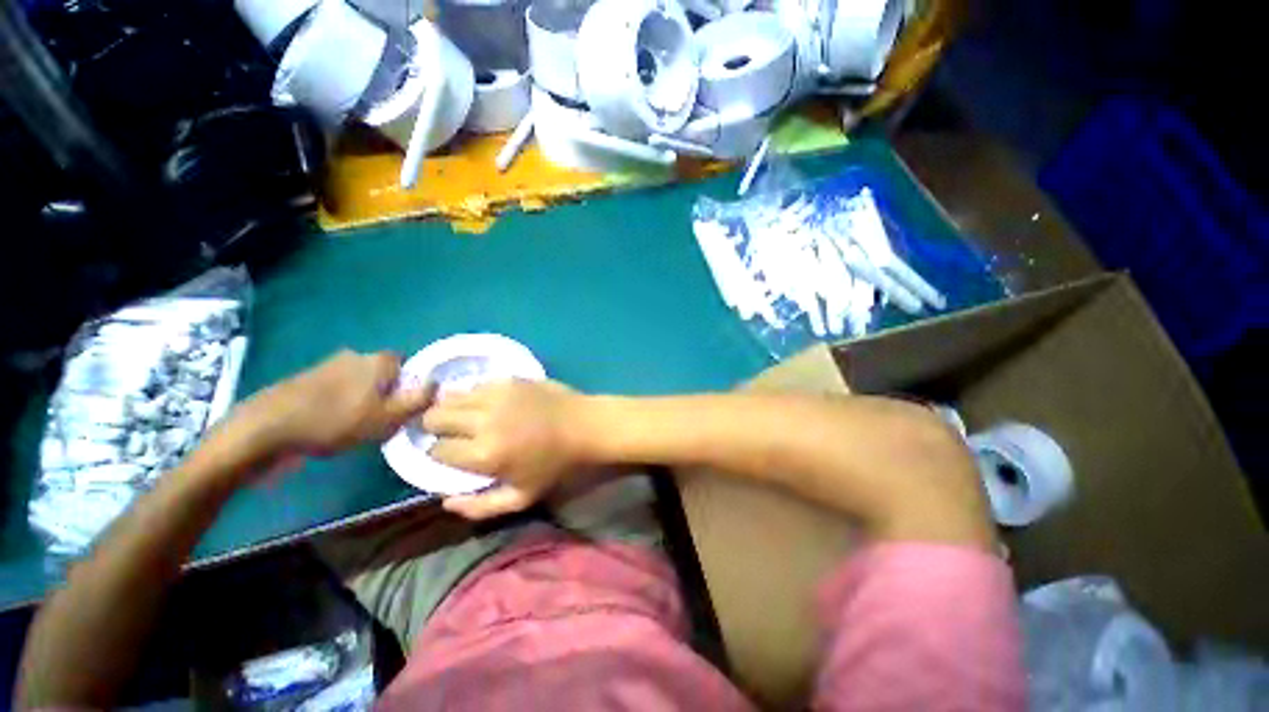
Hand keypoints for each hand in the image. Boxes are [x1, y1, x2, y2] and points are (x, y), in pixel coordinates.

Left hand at [218, 350, 432, 470]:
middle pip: (383, 373)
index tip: (402, 408)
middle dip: (385, 393)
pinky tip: (330, 423)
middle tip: (380, 419)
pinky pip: (336, 388)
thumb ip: (418, 400)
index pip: (408, 366)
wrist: (265, 429)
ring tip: (354, 425)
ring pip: (359, 381)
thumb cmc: (335, 422)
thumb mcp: (388, 418)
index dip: (409, 386)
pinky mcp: (305, 379)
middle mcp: (356, 355)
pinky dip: (338, 402)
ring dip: (361, 399)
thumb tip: (438, 384)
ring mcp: (327, 365)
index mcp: (379, 360)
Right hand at [422, 379, 589, 519]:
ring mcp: (496, 395)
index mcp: (484, 454)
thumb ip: (480, 507)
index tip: (450, 455)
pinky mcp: (508, 379)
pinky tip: (485, 403)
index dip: (439, 455)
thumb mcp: (522, 497)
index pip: (436, 451)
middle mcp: (483, 420)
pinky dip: (473, 394)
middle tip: (452, 434)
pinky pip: (475, 384)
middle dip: (436, 428)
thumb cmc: (555, 464)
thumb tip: (444, 502)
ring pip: (450, 397)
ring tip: (464, 417)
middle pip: (434, 417)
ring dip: (451, 408)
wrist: (584, 426)